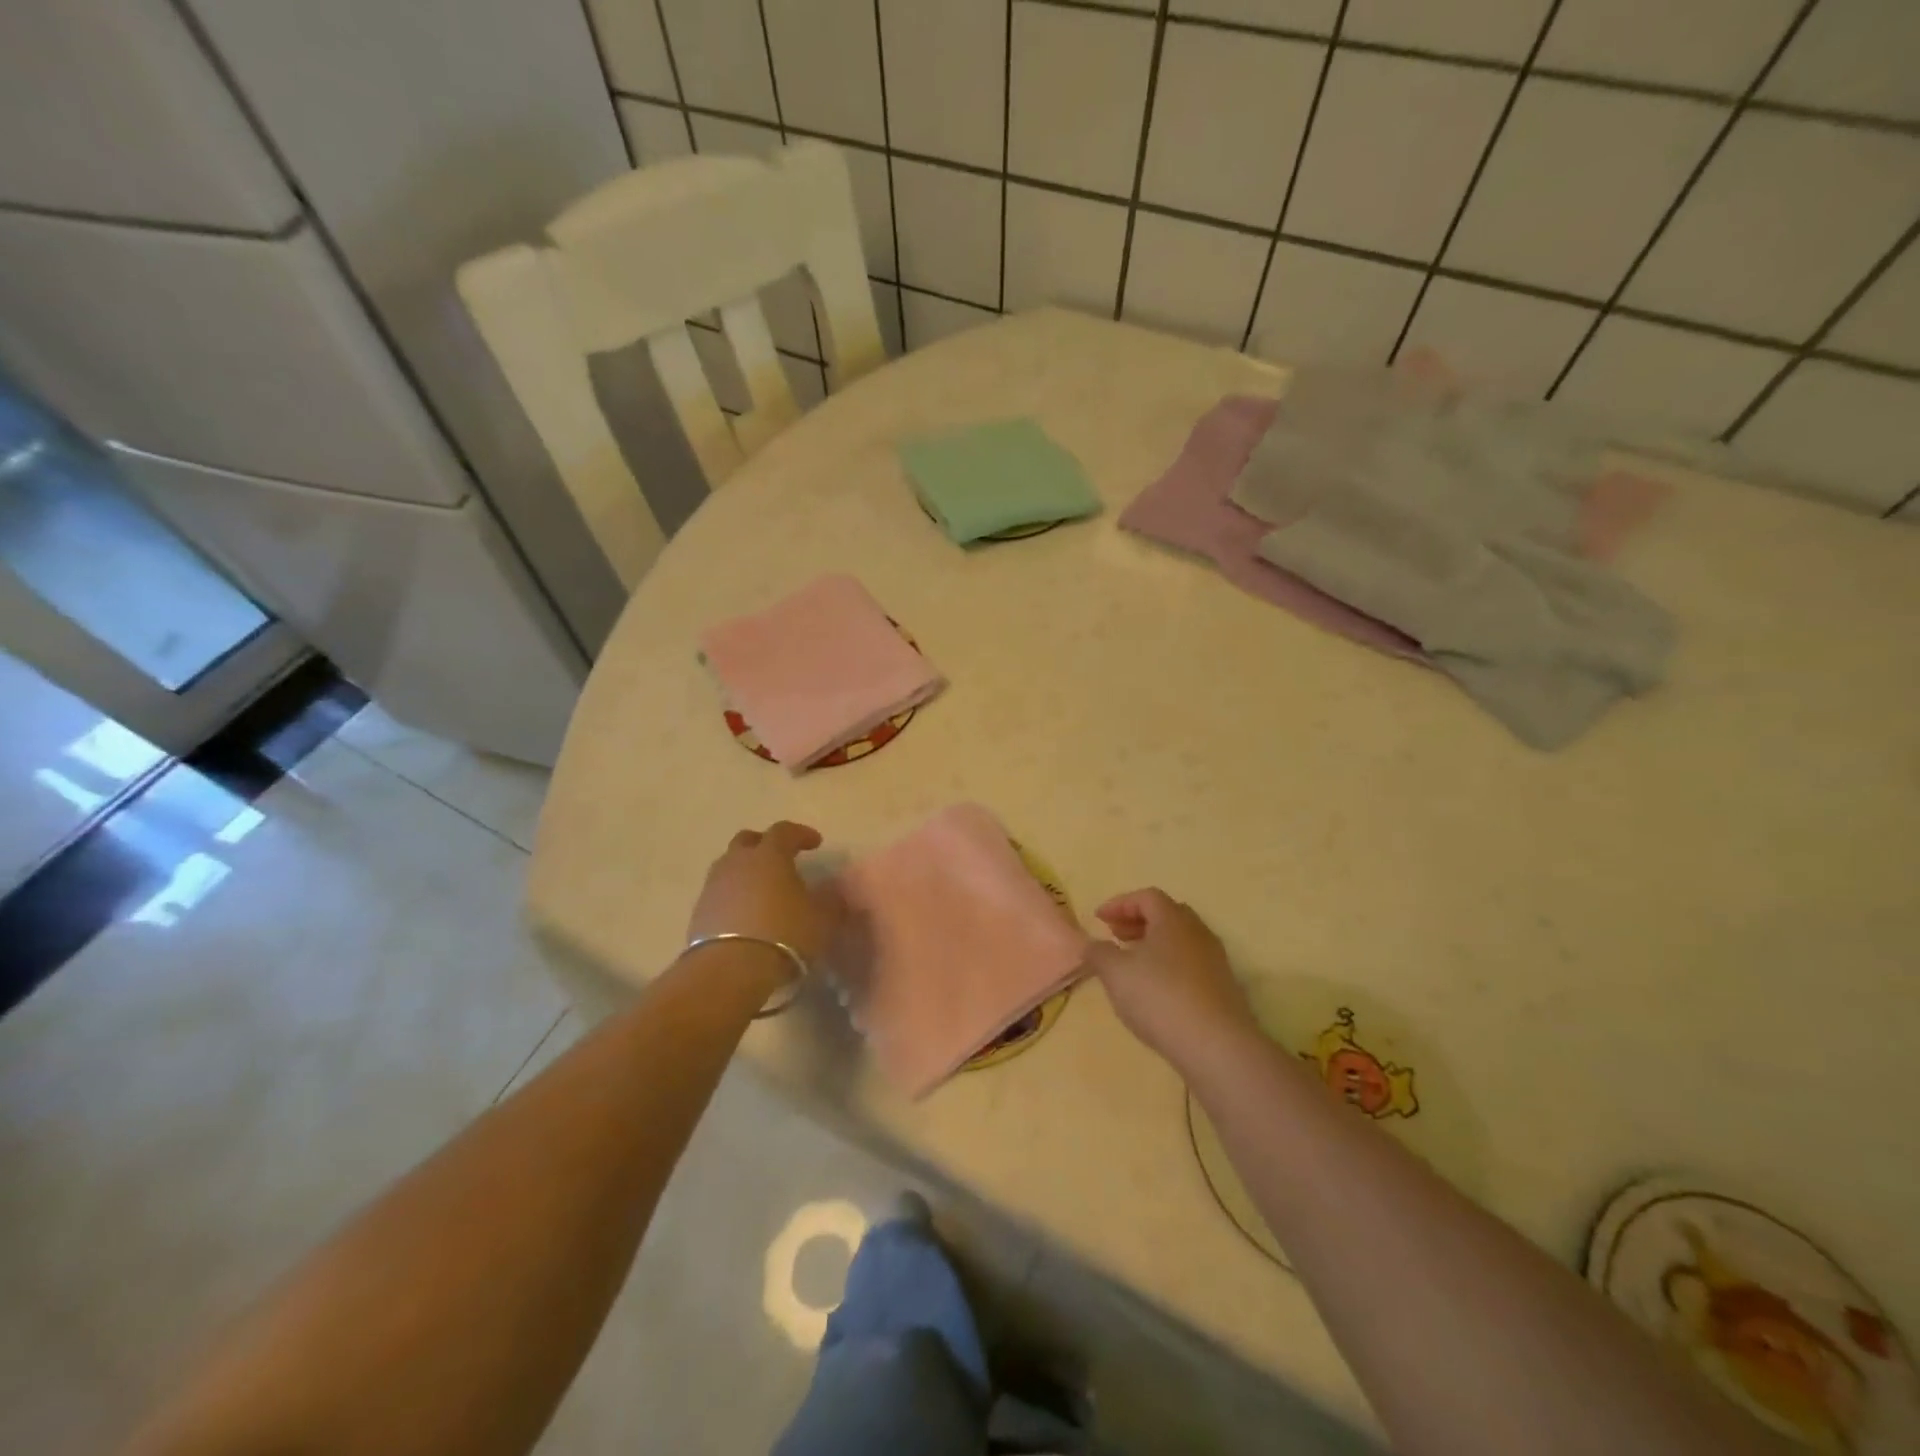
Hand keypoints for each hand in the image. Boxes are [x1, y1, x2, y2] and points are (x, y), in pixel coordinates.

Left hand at [687, 822, 835, 971]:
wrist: (730, 970)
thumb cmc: (785, 934)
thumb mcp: (822, 918)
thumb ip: (831, 901)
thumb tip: (833, 891)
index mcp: (769, 855)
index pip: (784, 831)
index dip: (801, 834)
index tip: (815, 842)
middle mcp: (737, 862)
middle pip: (747, 841)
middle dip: (765, 845)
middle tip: (781, 858)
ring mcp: (714, 886)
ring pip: (729, 867)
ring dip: (746, 872)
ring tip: (762, 890)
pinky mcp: (699, 913)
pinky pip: (720, 894)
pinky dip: (733, 897)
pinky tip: (746, 915)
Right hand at [1084, 889, 1257, 1070]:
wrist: (1217, 1046)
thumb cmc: (1160, 998)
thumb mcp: (1116, 973)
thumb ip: (1099, 953)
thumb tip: (1092, 944)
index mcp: (1173, 920)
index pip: (1147, 897)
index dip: (1120, 904)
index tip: (1098, 919)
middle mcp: (1198, 933)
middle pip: (1167, 914)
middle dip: (1138, 921)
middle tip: (1115, 935)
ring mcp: (1215, 961)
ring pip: (1180, 940)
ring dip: (1153, 944)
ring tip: (1132, 963)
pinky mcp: (1223, 988)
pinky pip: (1190, 964)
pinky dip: (1168, 965)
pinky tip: (1155, 989)